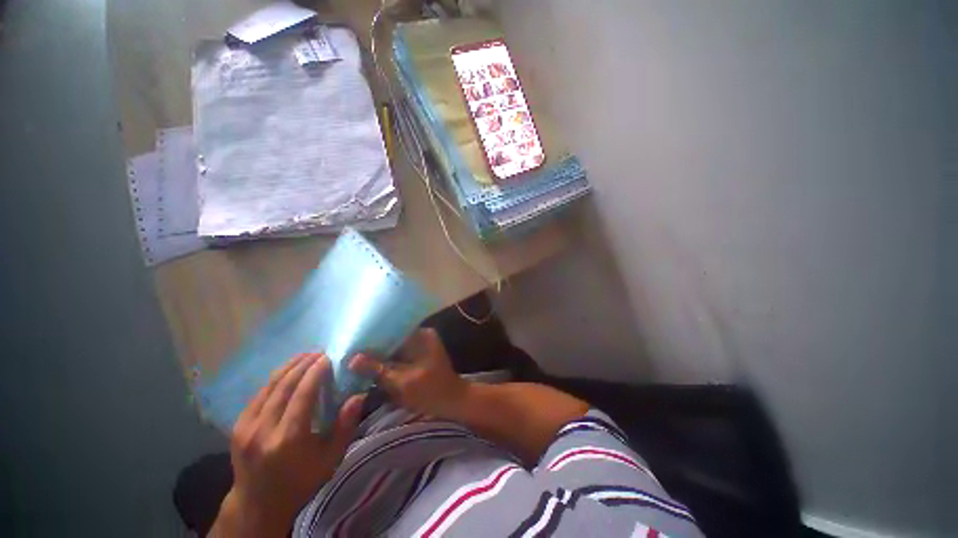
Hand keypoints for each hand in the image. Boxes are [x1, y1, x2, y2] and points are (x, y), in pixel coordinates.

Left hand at [216, 353, 364, 537]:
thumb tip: (358, 395)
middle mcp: (263, 429)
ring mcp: (246, 427)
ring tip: (305, 356)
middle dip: (303, 364)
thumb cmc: (301, 482)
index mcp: (288, 439)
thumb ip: (345, 426)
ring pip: (268, 386)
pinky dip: (275, 379)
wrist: (258, 504)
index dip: (316, 372)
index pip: (302, 394)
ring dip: (288, 367)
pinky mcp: (238, 426)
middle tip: (319, 352)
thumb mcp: (330, 459)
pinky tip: (287, 373)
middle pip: (284, 386)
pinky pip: (259, 394)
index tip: (329, 357)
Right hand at [350, 328, 467, 419]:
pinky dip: (386, 362)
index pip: (391, 330)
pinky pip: (398, 356)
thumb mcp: (402, 382)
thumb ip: (378, 369)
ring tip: (355, 360)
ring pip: (393, 348)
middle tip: (349, 354)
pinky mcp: (417, 357)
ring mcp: (419, 346)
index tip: (351, 344)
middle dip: (373, 348)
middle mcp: (420, 336)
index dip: (372, 337)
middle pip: (391, 339)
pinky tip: (370, 368)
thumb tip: (351, 358)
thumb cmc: (431, 391)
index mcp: (421, 335)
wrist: (453, 403)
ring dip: (378, 355)